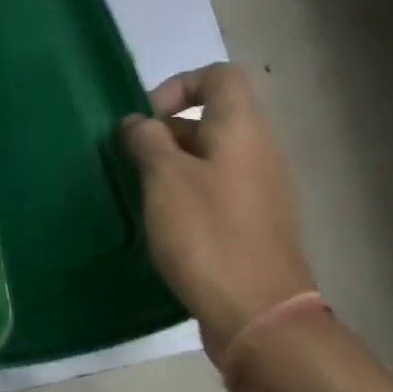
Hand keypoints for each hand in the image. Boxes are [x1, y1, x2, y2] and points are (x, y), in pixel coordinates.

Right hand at [122, 63, 315, 366]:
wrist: (259, 315)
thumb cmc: (208, 234)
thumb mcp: (165, 178)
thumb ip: (147, 140)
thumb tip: (139, 124)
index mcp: (242, 129)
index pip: (218, 76)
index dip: (179, 85)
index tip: (146, 119)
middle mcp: (258, 151)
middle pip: (211, 118)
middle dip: (166, 131)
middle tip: (131, 159)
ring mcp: (260, 190)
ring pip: (211, 157)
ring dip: (173, 165)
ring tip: (141, 192)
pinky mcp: (255, 224)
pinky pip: (217, 190)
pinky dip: (188, 194)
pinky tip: (164, 224)